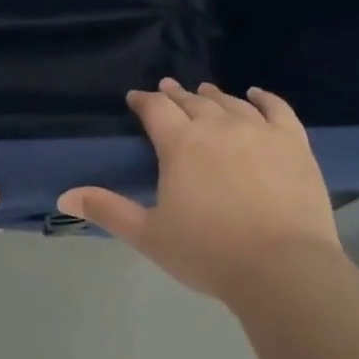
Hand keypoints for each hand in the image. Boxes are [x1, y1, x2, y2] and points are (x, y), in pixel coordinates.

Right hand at [59, 80, 339, 304]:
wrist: (283, 269)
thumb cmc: (208, 253)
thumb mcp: (149, 235)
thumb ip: (107, 209)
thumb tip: (64, 195)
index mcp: (181, 144)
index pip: (156, 109)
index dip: (143, 101)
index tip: (135, 98)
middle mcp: (218, 126)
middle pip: (192, 102)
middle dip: (176, 95)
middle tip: (167, 90)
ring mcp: (259, 131)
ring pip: (230, 103)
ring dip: (213, 95)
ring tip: (204, 91)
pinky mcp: (293, 143)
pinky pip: (277, 109)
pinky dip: (264, 99)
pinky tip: (256, 94)